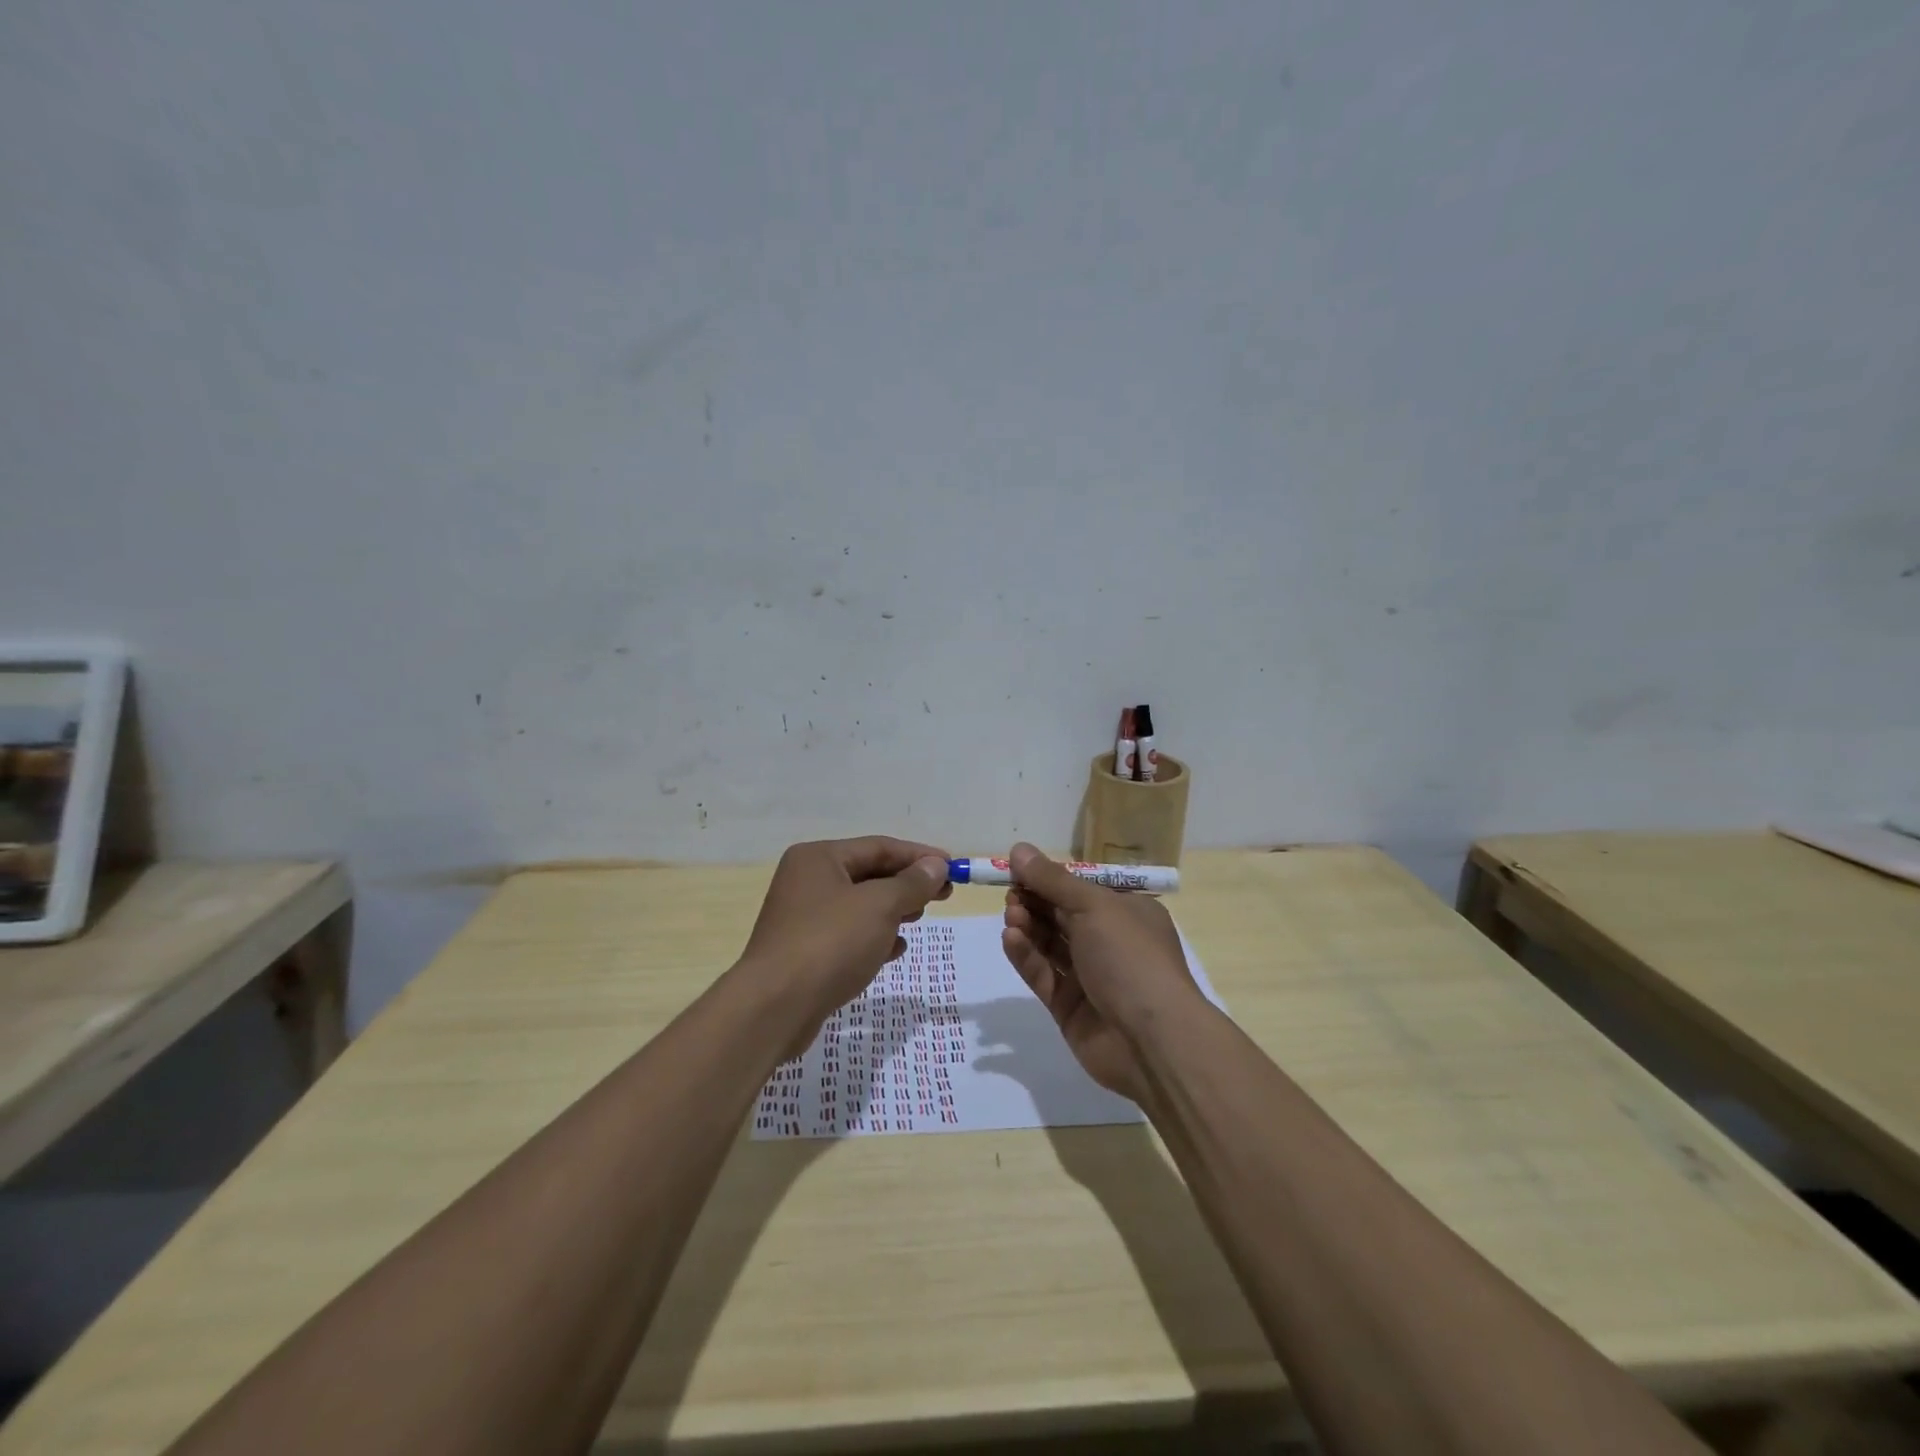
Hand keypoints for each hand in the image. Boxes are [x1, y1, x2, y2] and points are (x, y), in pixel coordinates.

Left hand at [740, 836, 950, 1031]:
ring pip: (859, 906)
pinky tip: (895, 951)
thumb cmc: (830, 943)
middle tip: (943, 896)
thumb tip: (936, 866)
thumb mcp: (880, 906)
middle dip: (907, 884)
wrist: (775, 1008)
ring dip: (893, 911)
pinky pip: (848, 935)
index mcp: (819, 858)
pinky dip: (874, 938)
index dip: (919, 856)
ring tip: (919, 920)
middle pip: (869, 874)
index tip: (953, 867)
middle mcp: (807, 880)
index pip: (879, 847)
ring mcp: (803, 917)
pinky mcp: (804, 952)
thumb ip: (912, 884)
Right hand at [999, 842, 1201, 1101]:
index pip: (1081, 889)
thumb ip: (1052, 880)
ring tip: (1011, 916)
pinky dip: (1026, 955)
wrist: (1151, 1040)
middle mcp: (1109, 941)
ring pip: (1049, 944)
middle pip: (1061, 915)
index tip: (1016, 870)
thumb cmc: (1130, 957)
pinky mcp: (1069, 1006)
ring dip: (1028, 926)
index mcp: (1127, 912)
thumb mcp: (1094, 906)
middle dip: (1034, 901)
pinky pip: (1042, 974)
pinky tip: (1010, 938)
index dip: (1049, 878)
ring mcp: (1089, 976)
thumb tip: (1018, 849)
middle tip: (1010, 895)